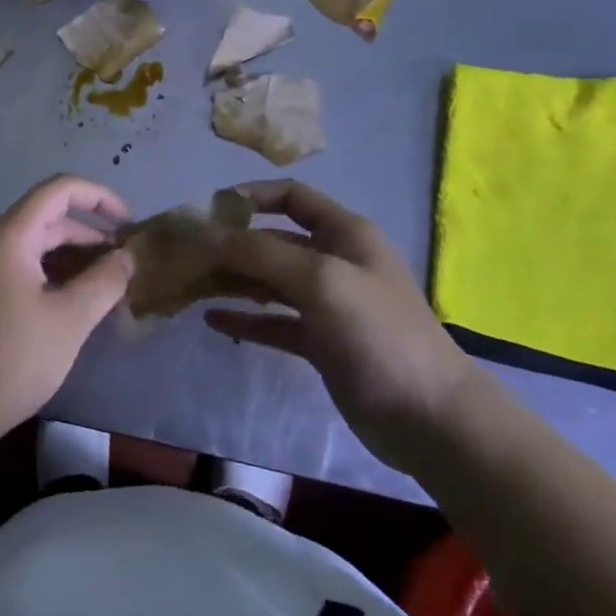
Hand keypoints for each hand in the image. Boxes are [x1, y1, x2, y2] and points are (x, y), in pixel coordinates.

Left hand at [0, 176, 134, 441]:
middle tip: (125, 266)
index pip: (58, 190)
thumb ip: (104, 281)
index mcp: (9, 236)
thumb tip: (127, 257)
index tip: (129, 226)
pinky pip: (21, 269)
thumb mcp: (69, 319)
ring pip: (35, 247)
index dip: (99, 197)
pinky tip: (74, 306)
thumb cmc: (11, 358)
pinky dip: (52, 276)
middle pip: (47, 219)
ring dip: (72, 259)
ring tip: (107, 288)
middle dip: (90, 235)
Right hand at [206, 181, 473, 472]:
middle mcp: (334, 262)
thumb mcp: (320, 281)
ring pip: (269, 282)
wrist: (430, 419)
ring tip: (190, 287)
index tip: (209, 211)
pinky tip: (213, 321)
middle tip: (185, 258)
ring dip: (232, 282)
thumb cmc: (378, 334)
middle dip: (231, 246)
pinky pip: (274, 322)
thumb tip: (208, 234)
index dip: (251, 196)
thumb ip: (261, 253)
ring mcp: (328, 304)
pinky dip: (246, 320)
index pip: (292, 197)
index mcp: (344, 234)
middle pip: (272, 242)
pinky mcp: (321, 343)